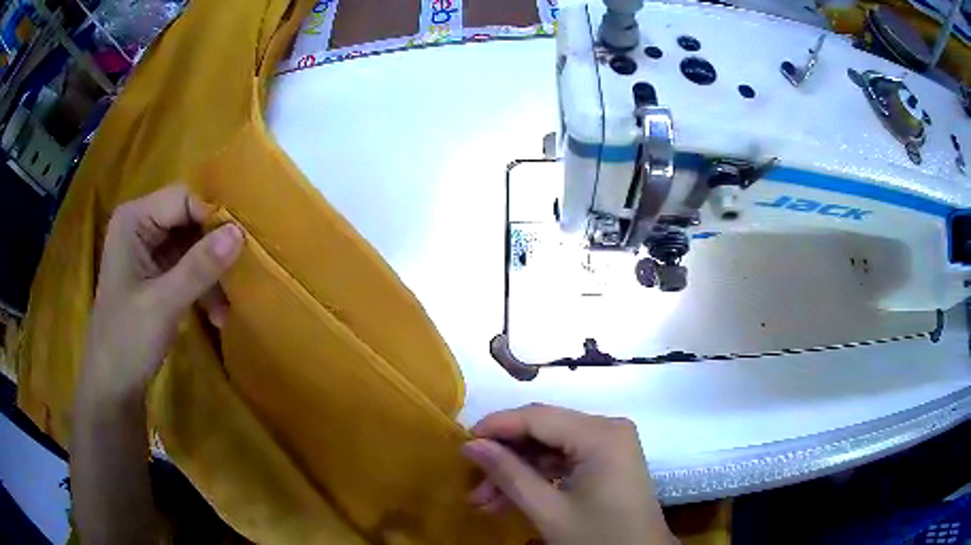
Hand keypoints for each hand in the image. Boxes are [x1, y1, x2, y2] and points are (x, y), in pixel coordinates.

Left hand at [80, 184, 243, 404]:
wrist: (113, 387)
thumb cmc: (127, 341)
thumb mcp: (164, 303)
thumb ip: (199, 267)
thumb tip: (240, 232)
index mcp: (134, 220)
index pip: (182, 199)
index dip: (211, 219)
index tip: (238, 249)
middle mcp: (141, 226)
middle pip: (189, 220)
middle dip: (212, 252)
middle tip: (235, 282)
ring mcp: (148, 251)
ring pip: (192, 246)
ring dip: (211, 276)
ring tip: (224, 311)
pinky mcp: (155, 274)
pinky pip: (187, 267)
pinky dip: (203, 288)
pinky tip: (215, 315)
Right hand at [462, 404, 673, 544]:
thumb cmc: (598, 538)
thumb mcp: (548, 511)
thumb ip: (509, 474)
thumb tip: (471, 445)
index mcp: (600, 434)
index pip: (537, 417)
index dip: (496, 426)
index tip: (461, 443)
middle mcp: (608, 428)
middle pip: (544, 431)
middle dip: (505, 457)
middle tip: (472, 483)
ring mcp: (611, 444)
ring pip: (551, 447)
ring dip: (518, 471)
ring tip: (484, 501)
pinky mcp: (609, 460)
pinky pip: (565, 459)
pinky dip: (539, 477)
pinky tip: (511, 498)